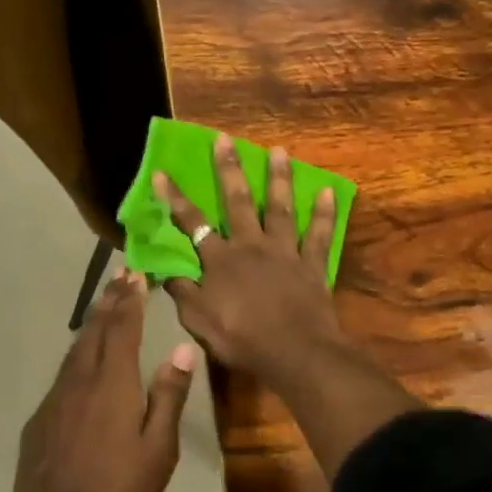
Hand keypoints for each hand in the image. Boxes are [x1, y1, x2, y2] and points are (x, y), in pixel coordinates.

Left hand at [11, 271, 195, 491]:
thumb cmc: (118, 491)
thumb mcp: (158, 449)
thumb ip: (168, 396)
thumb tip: (183, 350)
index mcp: (113, 384)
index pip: (122, 330)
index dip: (130, 301)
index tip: (136, 275)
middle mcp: (81, 381)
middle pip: (96, 331)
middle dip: (110, 301)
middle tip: (120, 275)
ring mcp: (56, 399)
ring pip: (76, 350)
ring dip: (93, 323)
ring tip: (103, 306)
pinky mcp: (41, 419)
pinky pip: (63, 374)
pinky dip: (78, 354)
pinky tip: (82, 362)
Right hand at [154, 137, 344, 390]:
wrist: (294, 352)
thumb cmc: (241, 338)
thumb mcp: (198, 321)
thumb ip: (182, 292)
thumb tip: (165, 270)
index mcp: (220, 260)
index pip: (192, 224)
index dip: (175, 198)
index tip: (162, 172)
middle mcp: (251, 245)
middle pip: (237, 201)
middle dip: (229, 168)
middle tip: (225, 139)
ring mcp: (284, 251)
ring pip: (280, 208)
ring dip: (278, 178)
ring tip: (279, 150)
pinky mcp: (311, 263)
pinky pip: (319, 234)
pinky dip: (324, 213)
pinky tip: (328, 191)